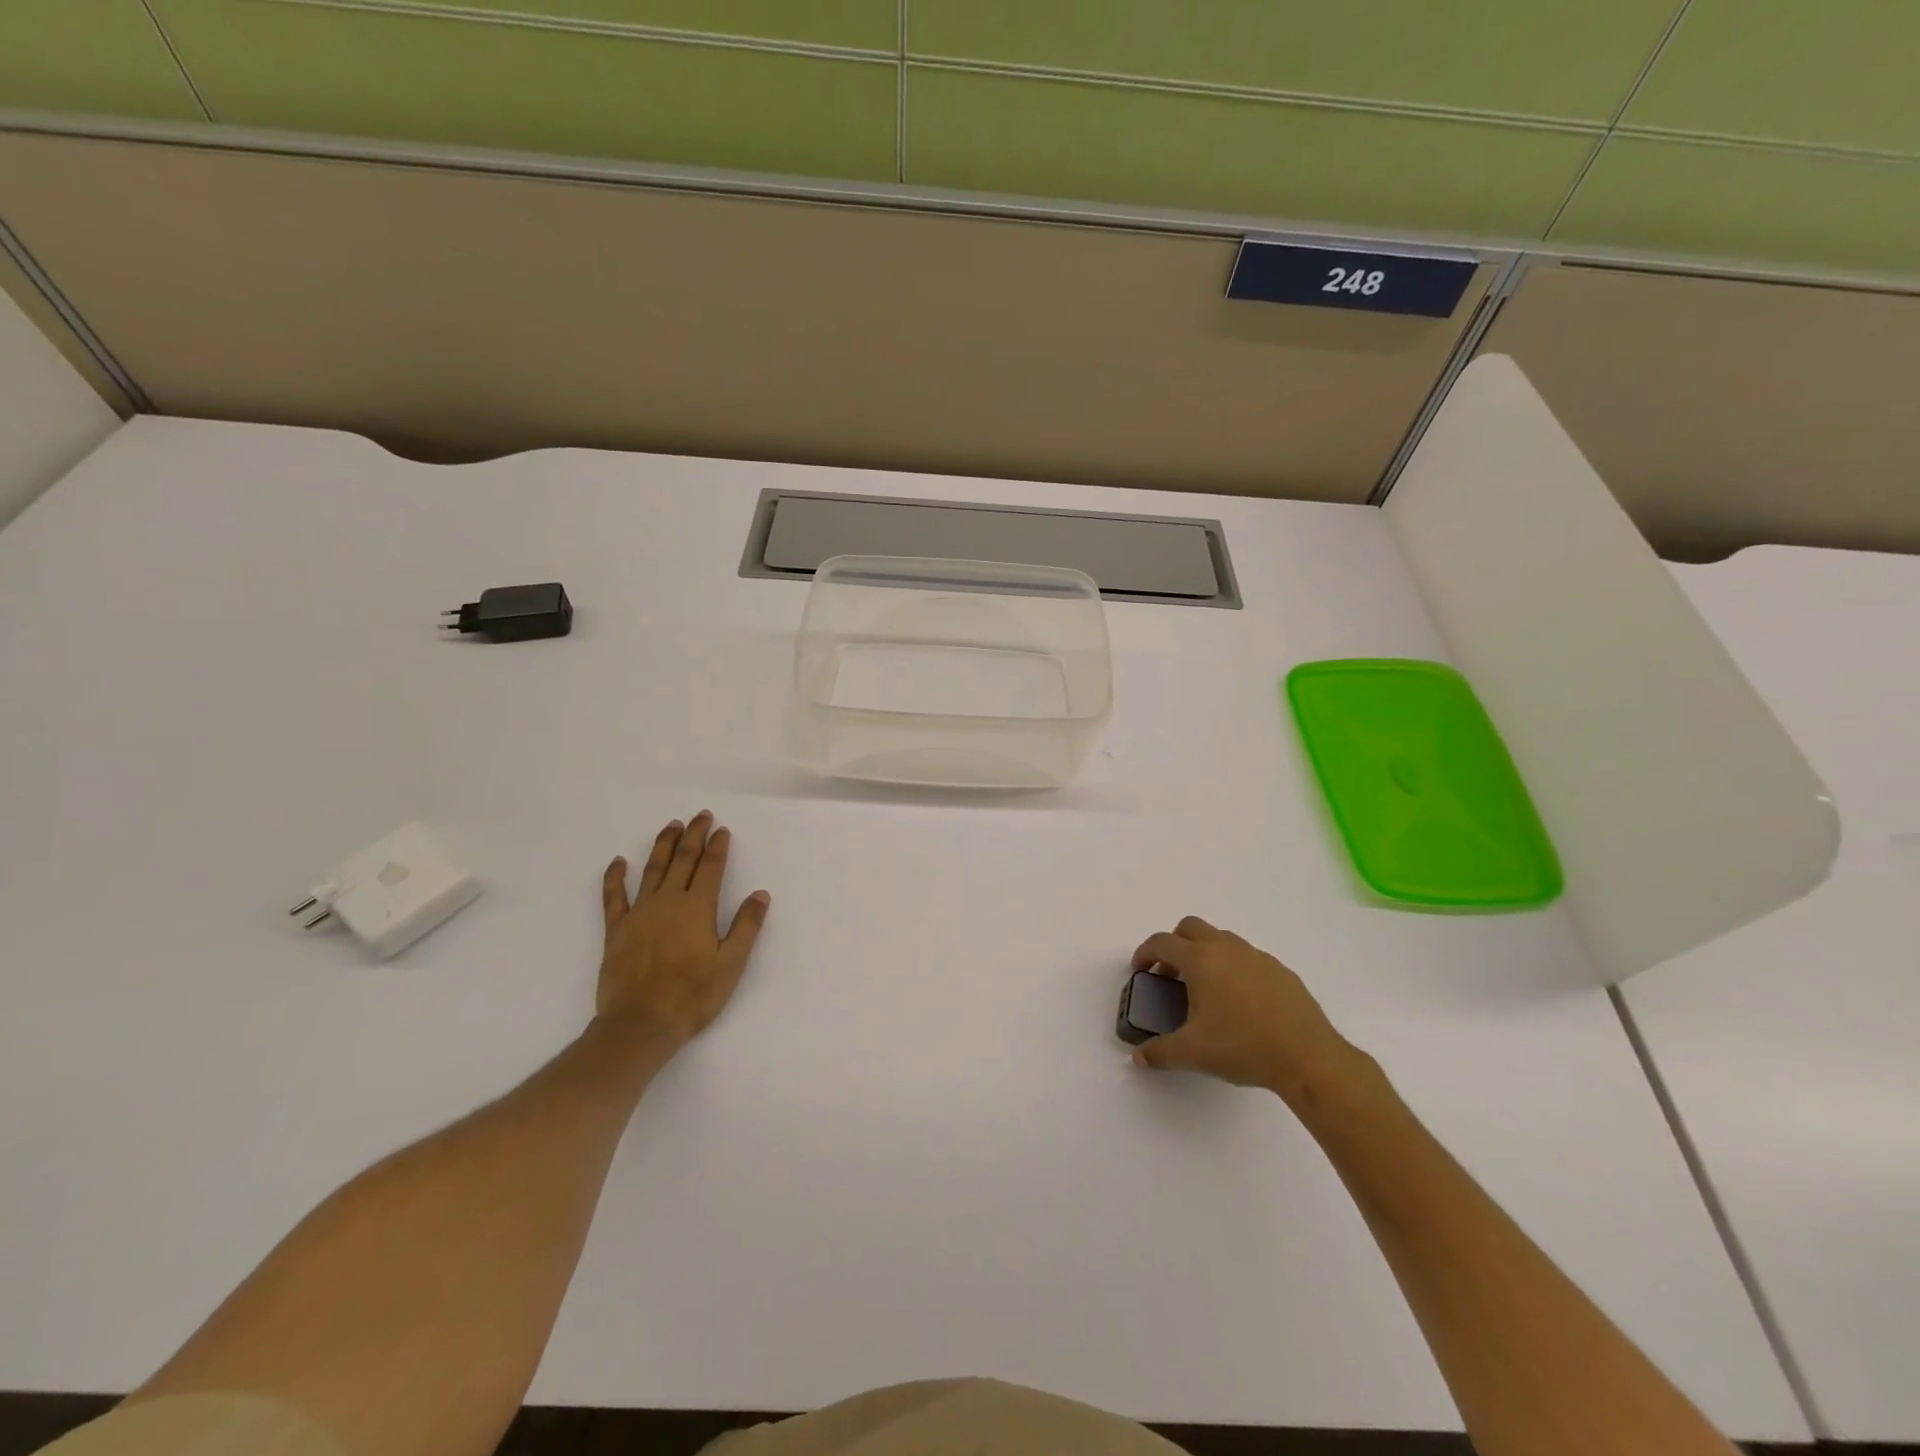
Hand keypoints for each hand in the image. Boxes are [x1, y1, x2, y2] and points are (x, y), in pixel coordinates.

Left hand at [596, 811, 769, 1052]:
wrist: (641, 1024)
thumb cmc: (693, 995)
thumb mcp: (731, 964)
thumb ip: (746, 926)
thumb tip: (760, 894)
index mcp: (698, 908)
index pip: (711, 868)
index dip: (718, 846)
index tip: (722, 829)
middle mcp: (668, 901)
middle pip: (683, 860)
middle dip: (693, 836)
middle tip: (700, 816)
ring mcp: (639, 913)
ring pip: (652, 870)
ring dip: (663, 845)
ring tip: (671, 826)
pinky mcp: (617, 929)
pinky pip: (613, 896)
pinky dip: (615, 877)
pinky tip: (618, 861)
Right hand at [1129, 916, 1361, 1104]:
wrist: (1307, 1057)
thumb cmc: (1242, 1047)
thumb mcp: (1193, 1054)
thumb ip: (1160, 1053)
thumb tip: (1138, 1058)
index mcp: (1200, 960)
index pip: (1162, 942)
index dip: (1145, 952)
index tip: (1140, 969)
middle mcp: (1227, 949)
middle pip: (1191, 927)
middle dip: (1175, 943)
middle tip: (1171, 973)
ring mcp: (1257, 957)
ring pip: (1222, 939)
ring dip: (1206, 952)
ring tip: (1206, 988)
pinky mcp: (1281, 971)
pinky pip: (1248, 958)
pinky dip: (1235, 968)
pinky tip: (1241, 1002)